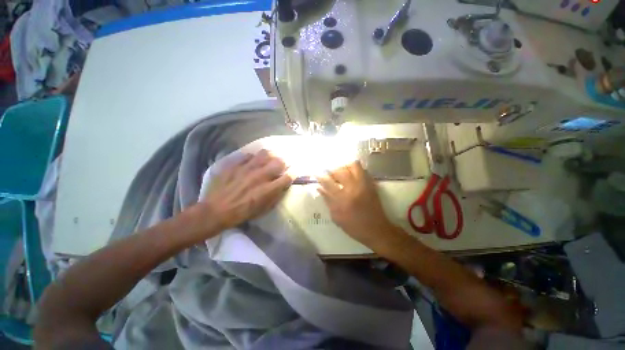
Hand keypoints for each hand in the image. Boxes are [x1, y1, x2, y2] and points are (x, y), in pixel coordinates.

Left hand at [202, 150, 292, 231]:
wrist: (216, 210)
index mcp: (268, 189)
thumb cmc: (243, 212)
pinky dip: (253, 158)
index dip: (294, 173)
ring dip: (270, 156)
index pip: (288, 176)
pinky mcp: (236, 164)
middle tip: (281, 166)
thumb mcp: (264, 209)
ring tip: (268, 160)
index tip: (293, 173)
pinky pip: (249, 155)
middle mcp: (260, 176)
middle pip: (279, 161)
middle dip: (283, 163)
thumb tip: (283, 185)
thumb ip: (276, 195)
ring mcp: (247, 168)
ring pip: (265, 153)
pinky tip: (252, 163)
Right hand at [317, 161, 397, 248]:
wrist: (376, 229)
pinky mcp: (371, 185)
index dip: (321, 177)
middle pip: (341, 171)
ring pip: (354, 166)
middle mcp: (354, 189)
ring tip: (341, 173)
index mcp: (343, 199)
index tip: (316, 174)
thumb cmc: (354, 226)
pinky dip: (354, 170)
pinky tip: (351, 175)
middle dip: (333, 171)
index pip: (329, 183)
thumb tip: (319, 188)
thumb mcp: (337, 217)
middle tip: (330, 175)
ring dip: (345, 167)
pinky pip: (363, 170)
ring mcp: (364, 185)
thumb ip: (328, 201)